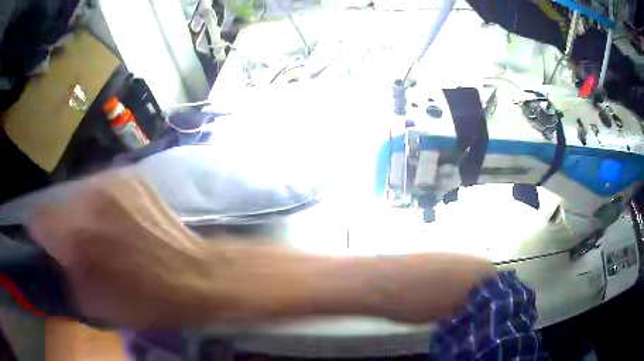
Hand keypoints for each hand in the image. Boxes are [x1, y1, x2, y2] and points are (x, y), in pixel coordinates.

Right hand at [28, 171, 215, 328]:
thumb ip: (68, 278)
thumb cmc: (150, 300)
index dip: (40, 232)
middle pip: (61, 204)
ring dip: (81, 212)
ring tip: (95, 233)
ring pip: (81, 192)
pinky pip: (103, 186)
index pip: (42, 219)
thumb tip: (54, 257)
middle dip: (62, 224)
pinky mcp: (133, 176)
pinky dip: (100, 204)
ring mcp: (115, 180)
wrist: (197, 275)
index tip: (43, 241)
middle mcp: (93, 196)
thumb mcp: (100, 304)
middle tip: (73, 243)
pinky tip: (113, 221)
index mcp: (80, 231)